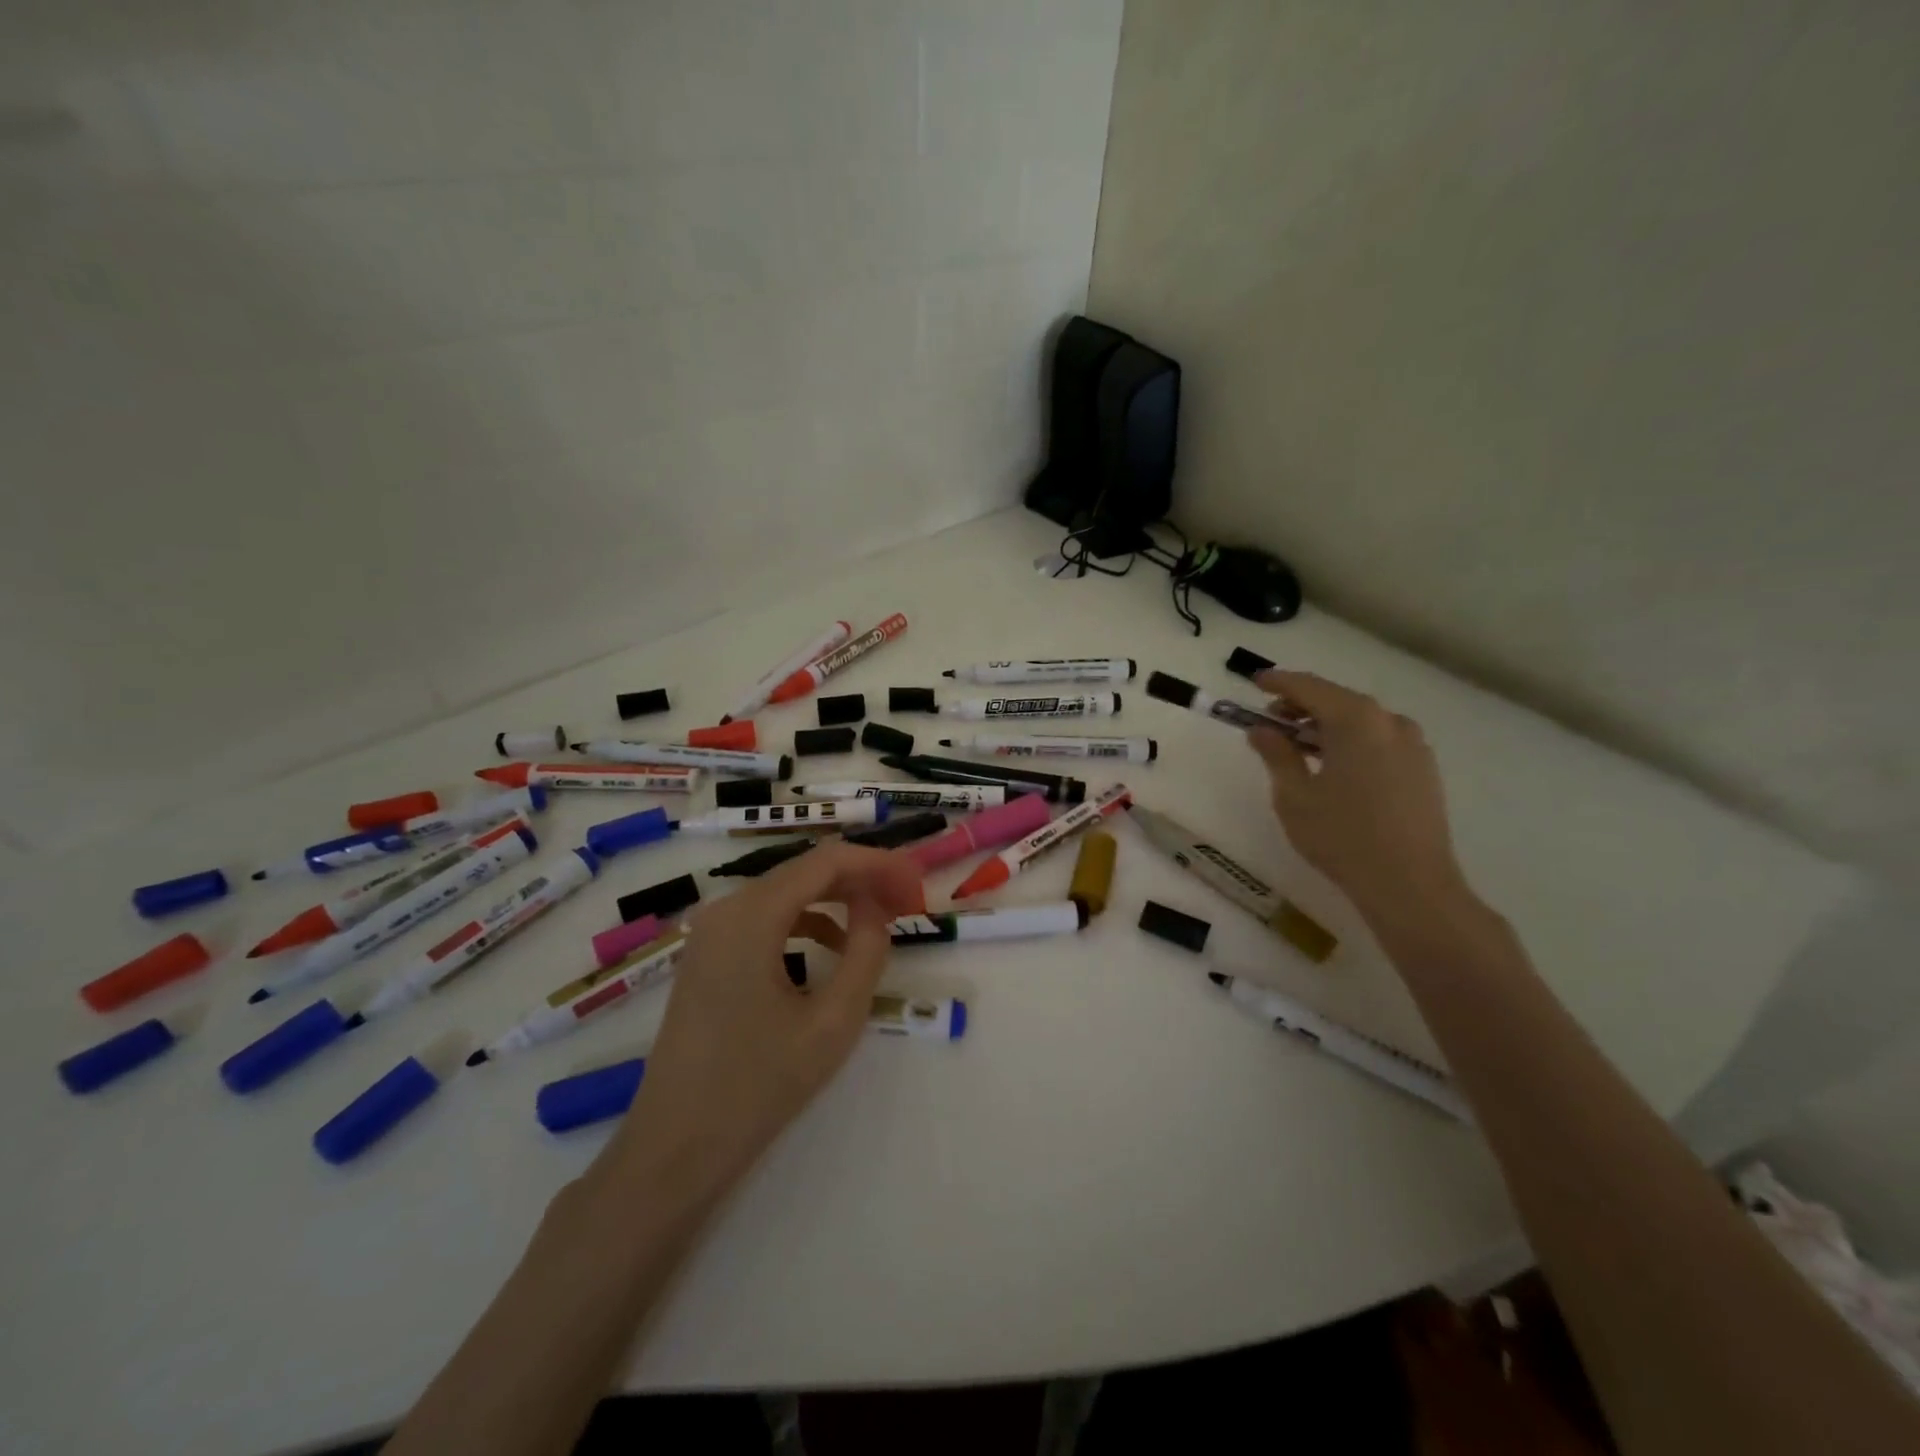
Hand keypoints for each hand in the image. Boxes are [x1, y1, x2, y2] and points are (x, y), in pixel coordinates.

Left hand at [593, 841, 923, 1205]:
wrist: (674, 1148)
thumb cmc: (757, 1087)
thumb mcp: (832, 1021)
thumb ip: (866, 952)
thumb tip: (877, 907)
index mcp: (751, 916)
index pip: (827, 861)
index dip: (878, 864)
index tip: (917, 883)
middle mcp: (726, 909)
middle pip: (806, 870)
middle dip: (862, 879)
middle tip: (908, 901)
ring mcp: (712, 932)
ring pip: (788, 892)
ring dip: (838, 898)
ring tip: (882, 920)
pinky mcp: (709, 955)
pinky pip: (767, 918)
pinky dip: (808, 921)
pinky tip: (834, 948)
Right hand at [1246, 669, 1471, 928]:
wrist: (1409, 883)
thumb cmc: (1341, 835)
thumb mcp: (1294, 795)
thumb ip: (1276, 754)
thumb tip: (1262, 730)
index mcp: (1355, 720)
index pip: (1309, 687)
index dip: (1278, 682)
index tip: (1255, 681)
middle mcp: (1389, 721)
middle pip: (1338, 700)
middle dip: (1302, 706)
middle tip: (1271, 721)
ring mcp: (1413, 745)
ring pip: (1361, 721)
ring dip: (1327, 726)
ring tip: (1300, 747)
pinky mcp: (1424, 769)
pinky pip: (1380, 741)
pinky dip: (1352, 742)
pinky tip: (1335, 766)